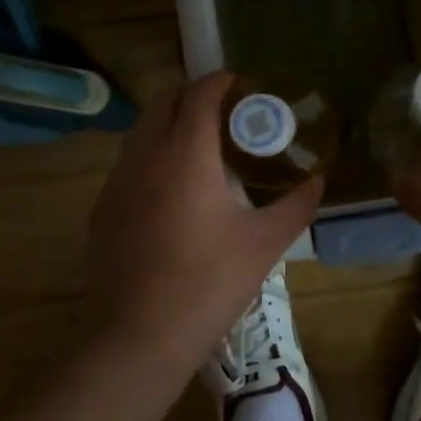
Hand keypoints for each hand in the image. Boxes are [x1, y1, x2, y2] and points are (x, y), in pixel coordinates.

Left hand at [84, 71, 322, 387]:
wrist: (137, 338)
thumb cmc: (208, 284)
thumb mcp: (264, 244)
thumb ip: (296, 205)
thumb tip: (318, 180)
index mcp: (186, 154)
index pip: (201, 93)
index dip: (223, 81)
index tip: (246, 86)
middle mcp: (145, 155)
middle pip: (165, 99)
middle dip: (195, 95)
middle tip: (228, 113)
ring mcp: (117, 181)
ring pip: (143, 129)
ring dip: (172, 122)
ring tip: (203, 148)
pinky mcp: (103, 207)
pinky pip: (130, 161)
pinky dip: (153, 153)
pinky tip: (174, 189)